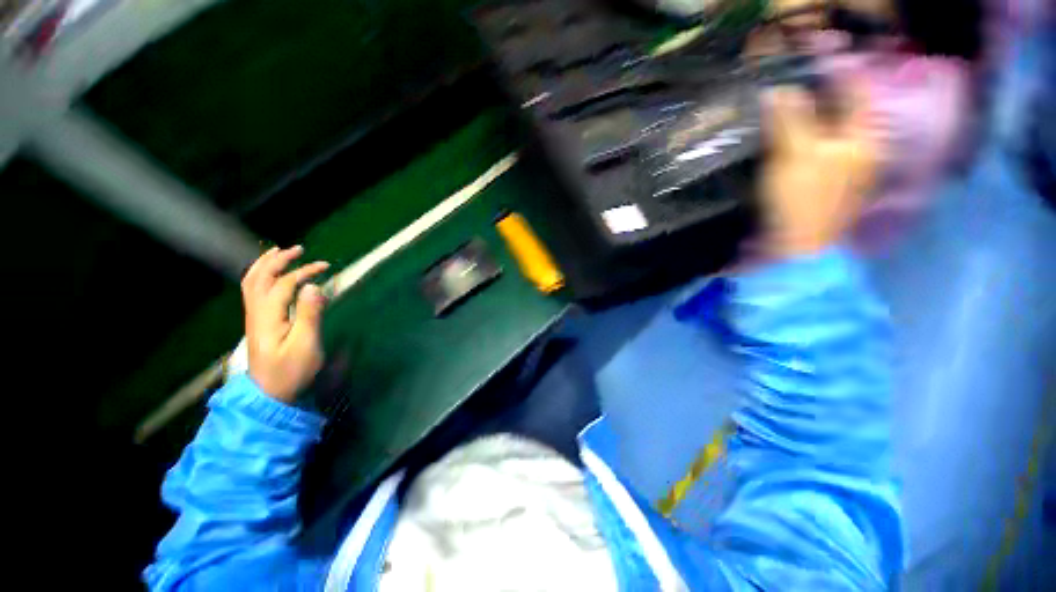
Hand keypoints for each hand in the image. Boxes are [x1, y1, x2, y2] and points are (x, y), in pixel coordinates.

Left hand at [241, 246, 329, 402]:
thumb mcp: (306, 348)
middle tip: (299, 250)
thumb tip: (313, 286)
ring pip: (252, 279)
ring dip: (265, 262)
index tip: (325, 267)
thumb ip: (309, 315)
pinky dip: (257, 274)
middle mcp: (256, 310)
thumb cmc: (290, 374)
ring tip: (278, 252)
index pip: (285, 282)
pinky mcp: (253, 323)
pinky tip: (266, 274)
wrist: (269, 396)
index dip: (305, 271)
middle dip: (281, 258)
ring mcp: (252, 316)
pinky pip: (250, 289)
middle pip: (263, 274)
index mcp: (269, 314)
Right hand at [760, 81, 878, 257]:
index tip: (812, 51)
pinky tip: (798, 116)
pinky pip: (830, 136)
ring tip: (795, 86)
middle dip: (827, 83)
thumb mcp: (797, 150)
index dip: (836, 68)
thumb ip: (791, 113)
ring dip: (819, 103)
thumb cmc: (807, 200)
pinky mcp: (839, 174)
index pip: (857, 91)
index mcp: (863, 141)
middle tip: (800, 66)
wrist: (804, 251)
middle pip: (849, 105)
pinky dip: (816, 122)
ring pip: (838, 121)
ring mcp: (854, 164)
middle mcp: (865, 150)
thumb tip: (781, 90)